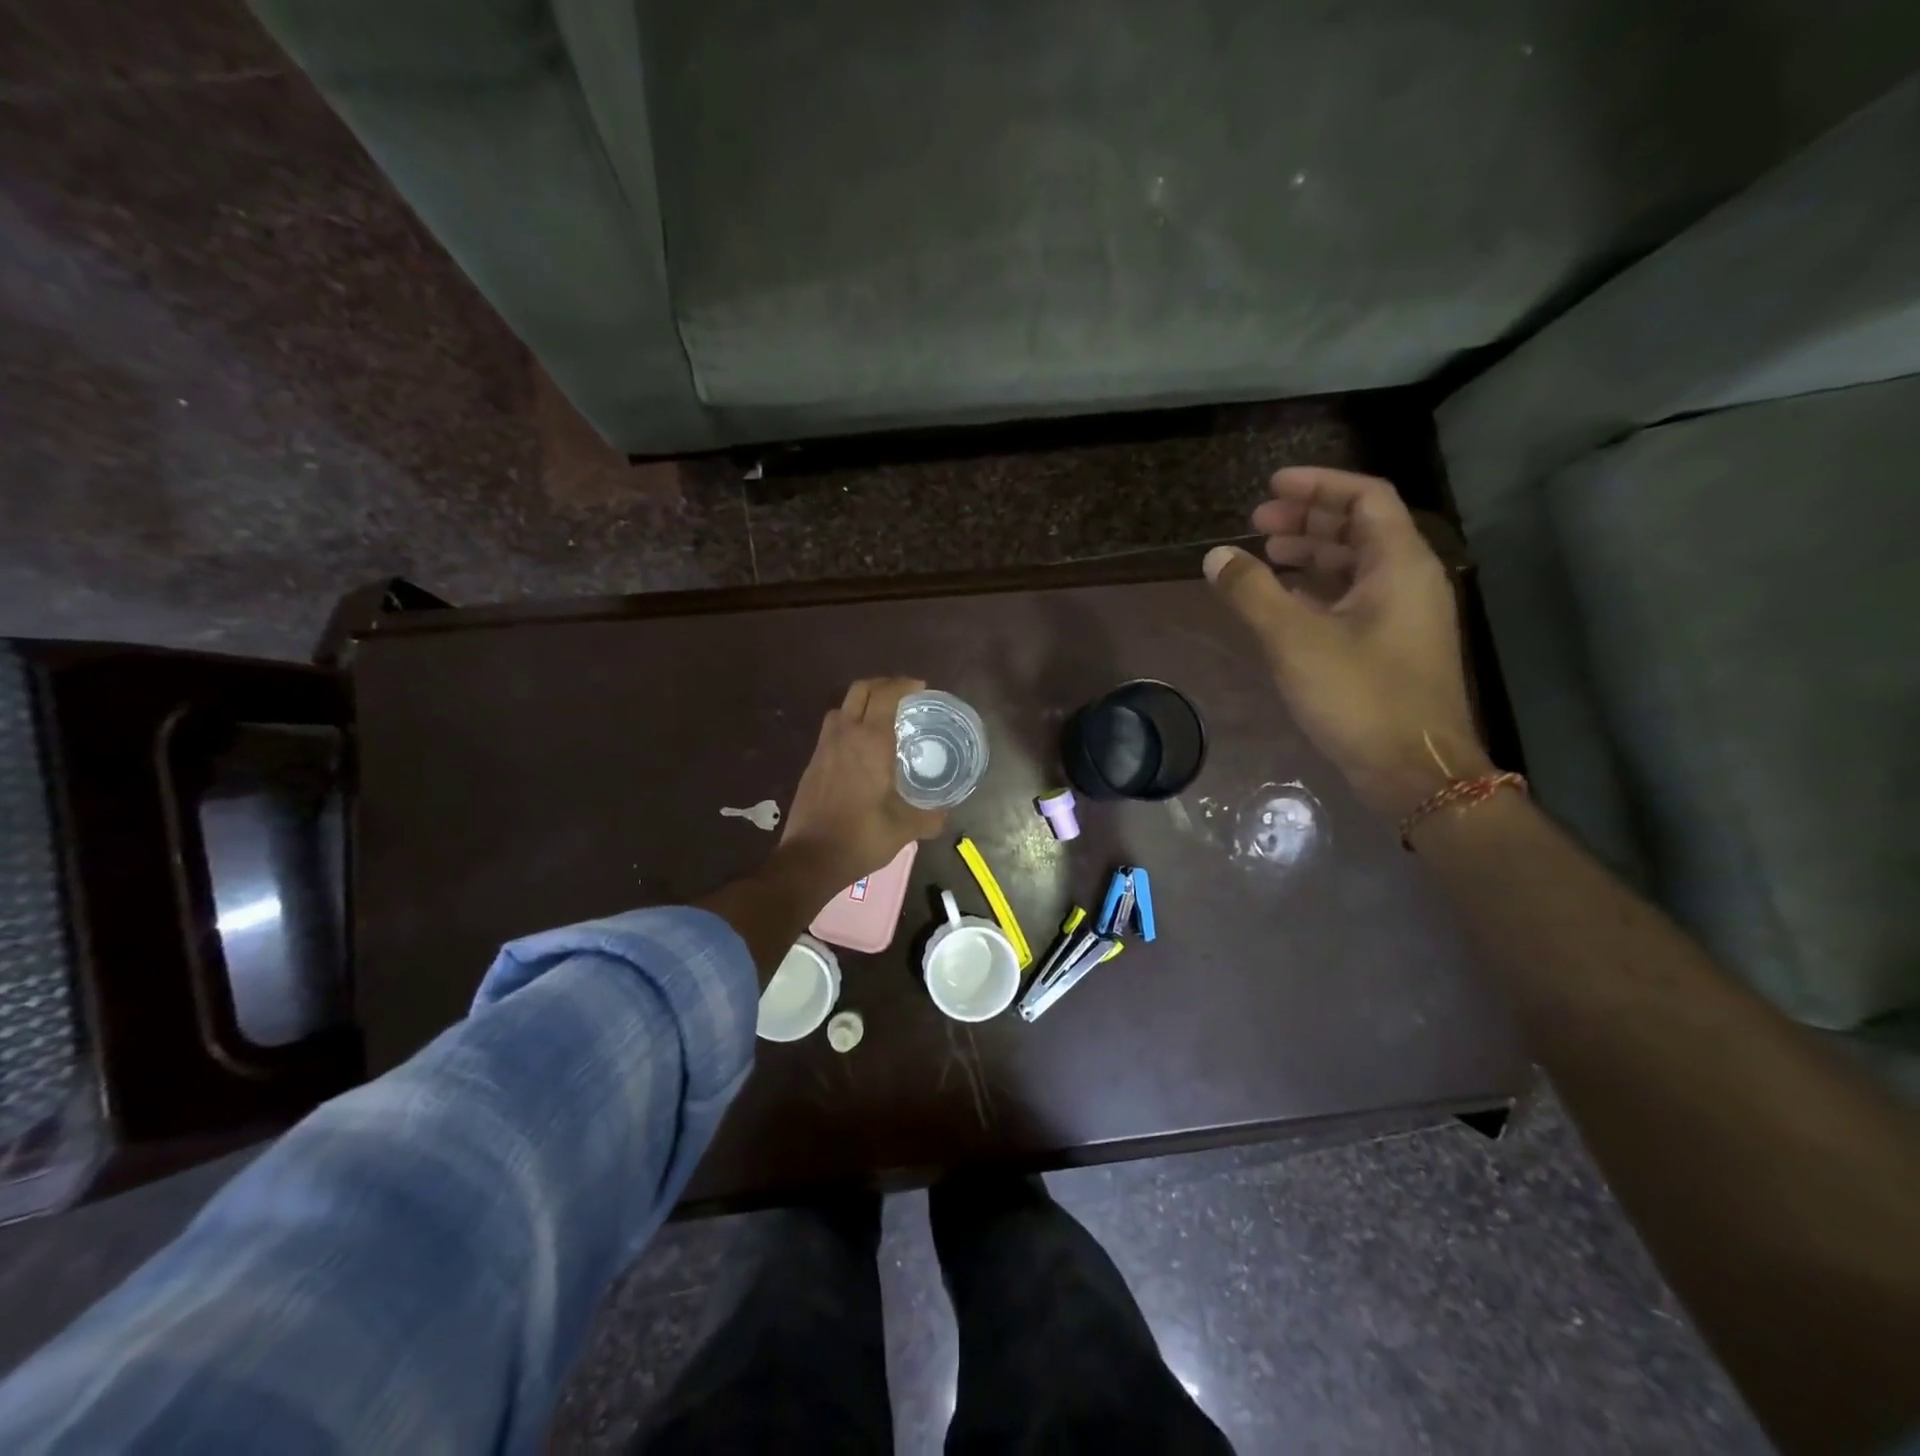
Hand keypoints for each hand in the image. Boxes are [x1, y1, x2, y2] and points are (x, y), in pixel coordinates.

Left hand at [779, 677, 946, 887]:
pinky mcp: (812, 763)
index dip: (904, 685)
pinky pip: (832, 730)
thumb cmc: (861, 837)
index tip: (921, 688)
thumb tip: (944, 813)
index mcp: (870, 741)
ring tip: (881, 719)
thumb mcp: (905, 829)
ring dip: (862, 704)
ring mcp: (824, 748)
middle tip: (903, 697)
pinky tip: (861, 749)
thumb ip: (929, 817)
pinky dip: (849, 725)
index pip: (886, 695)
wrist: (810, 858)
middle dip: (883, 686)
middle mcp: (845, 735)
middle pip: (860, 690)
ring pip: (842, 708)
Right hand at [1203, 467, 1490, 818]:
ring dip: (1309, 555)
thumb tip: (1215, 555)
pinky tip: (1282, 601)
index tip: (1271, 486)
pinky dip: (1315, 590)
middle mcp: (1407, 580)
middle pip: (1359, 529)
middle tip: (1256, 522)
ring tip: (1263, 556)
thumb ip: (1252, 592)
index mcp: (1399, 564)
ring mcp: (1401, 616)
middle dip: (1306, 520)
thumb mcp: (1295, 640)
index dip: (1318, 485)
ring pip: (1354, 566)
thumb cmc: (1360, 696)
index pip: (1364, 498)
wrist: (1414, 770)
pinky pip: (1351, 599)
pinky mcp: (1389, 647)